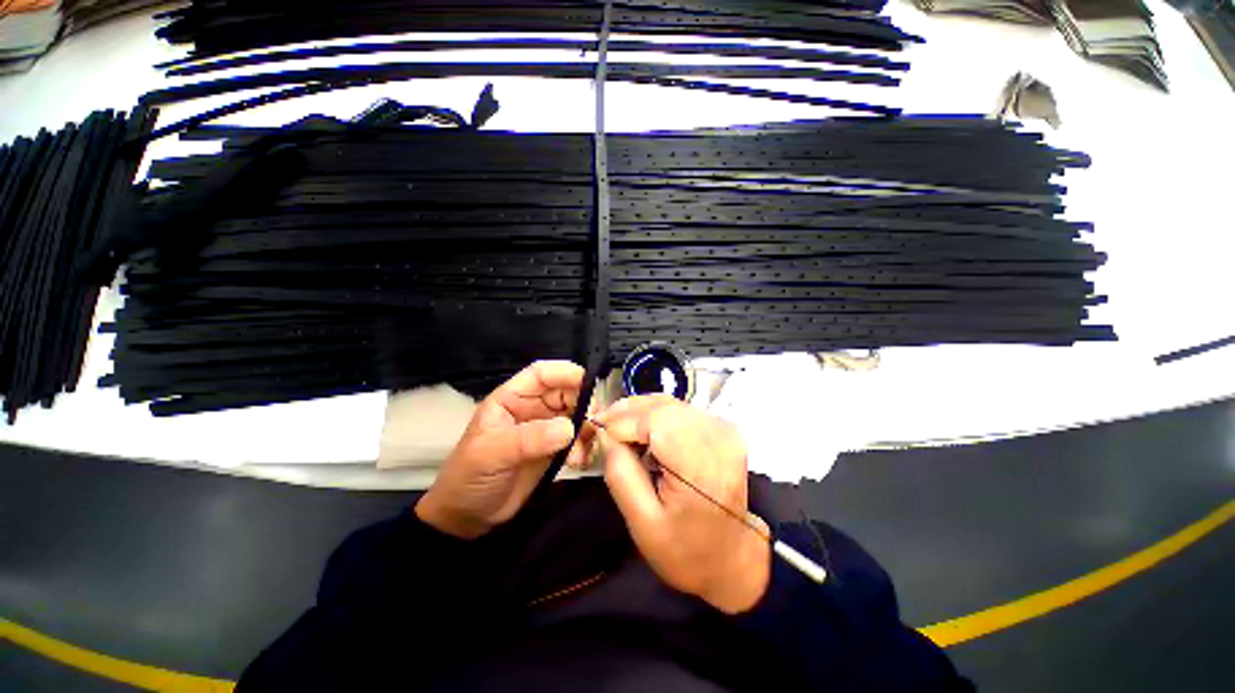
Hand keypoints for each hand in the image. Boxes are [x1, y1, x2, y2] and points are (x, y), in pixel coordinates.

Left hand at [416, 361, 592, 538]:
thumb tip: (569, 427)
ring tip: (583, 450)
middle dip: (583, 403)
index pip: (541, 374)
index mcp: (512, 398)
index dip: (564, 372)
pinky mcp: (554, 449)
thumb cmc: (469, 477)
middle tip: (593, 423)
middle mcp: (532, 408)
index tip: (587, 382)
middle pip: (566, 392)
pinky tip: (580, 461)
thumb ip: (529, 438)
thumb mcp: (491, 454)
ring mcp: (545, 428)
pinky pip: (578, 439)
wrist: (468, 517)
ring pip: (576, 415)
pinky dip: (585, 446)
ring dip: (586, 429)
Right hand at [597, 396, 770, 613]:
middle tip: (603, 425)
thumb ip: (620, 472)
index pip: (655, 421)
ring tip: (619, 427)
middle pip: (663, 406)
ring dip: (640, 411)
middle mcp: (718, 438)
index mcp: (701, 467)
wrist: (731, 556)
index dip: (623, 421)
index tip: (597, 429)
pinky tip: (642, 430)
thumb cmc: (685, 549)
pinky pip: (680, 408)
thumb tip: (605, 432)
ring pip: (670, 402)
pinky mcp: (722, 427)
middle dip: (628, 412)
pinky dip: (656, 413)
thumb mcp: (641, 522)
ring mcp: (724, 429)